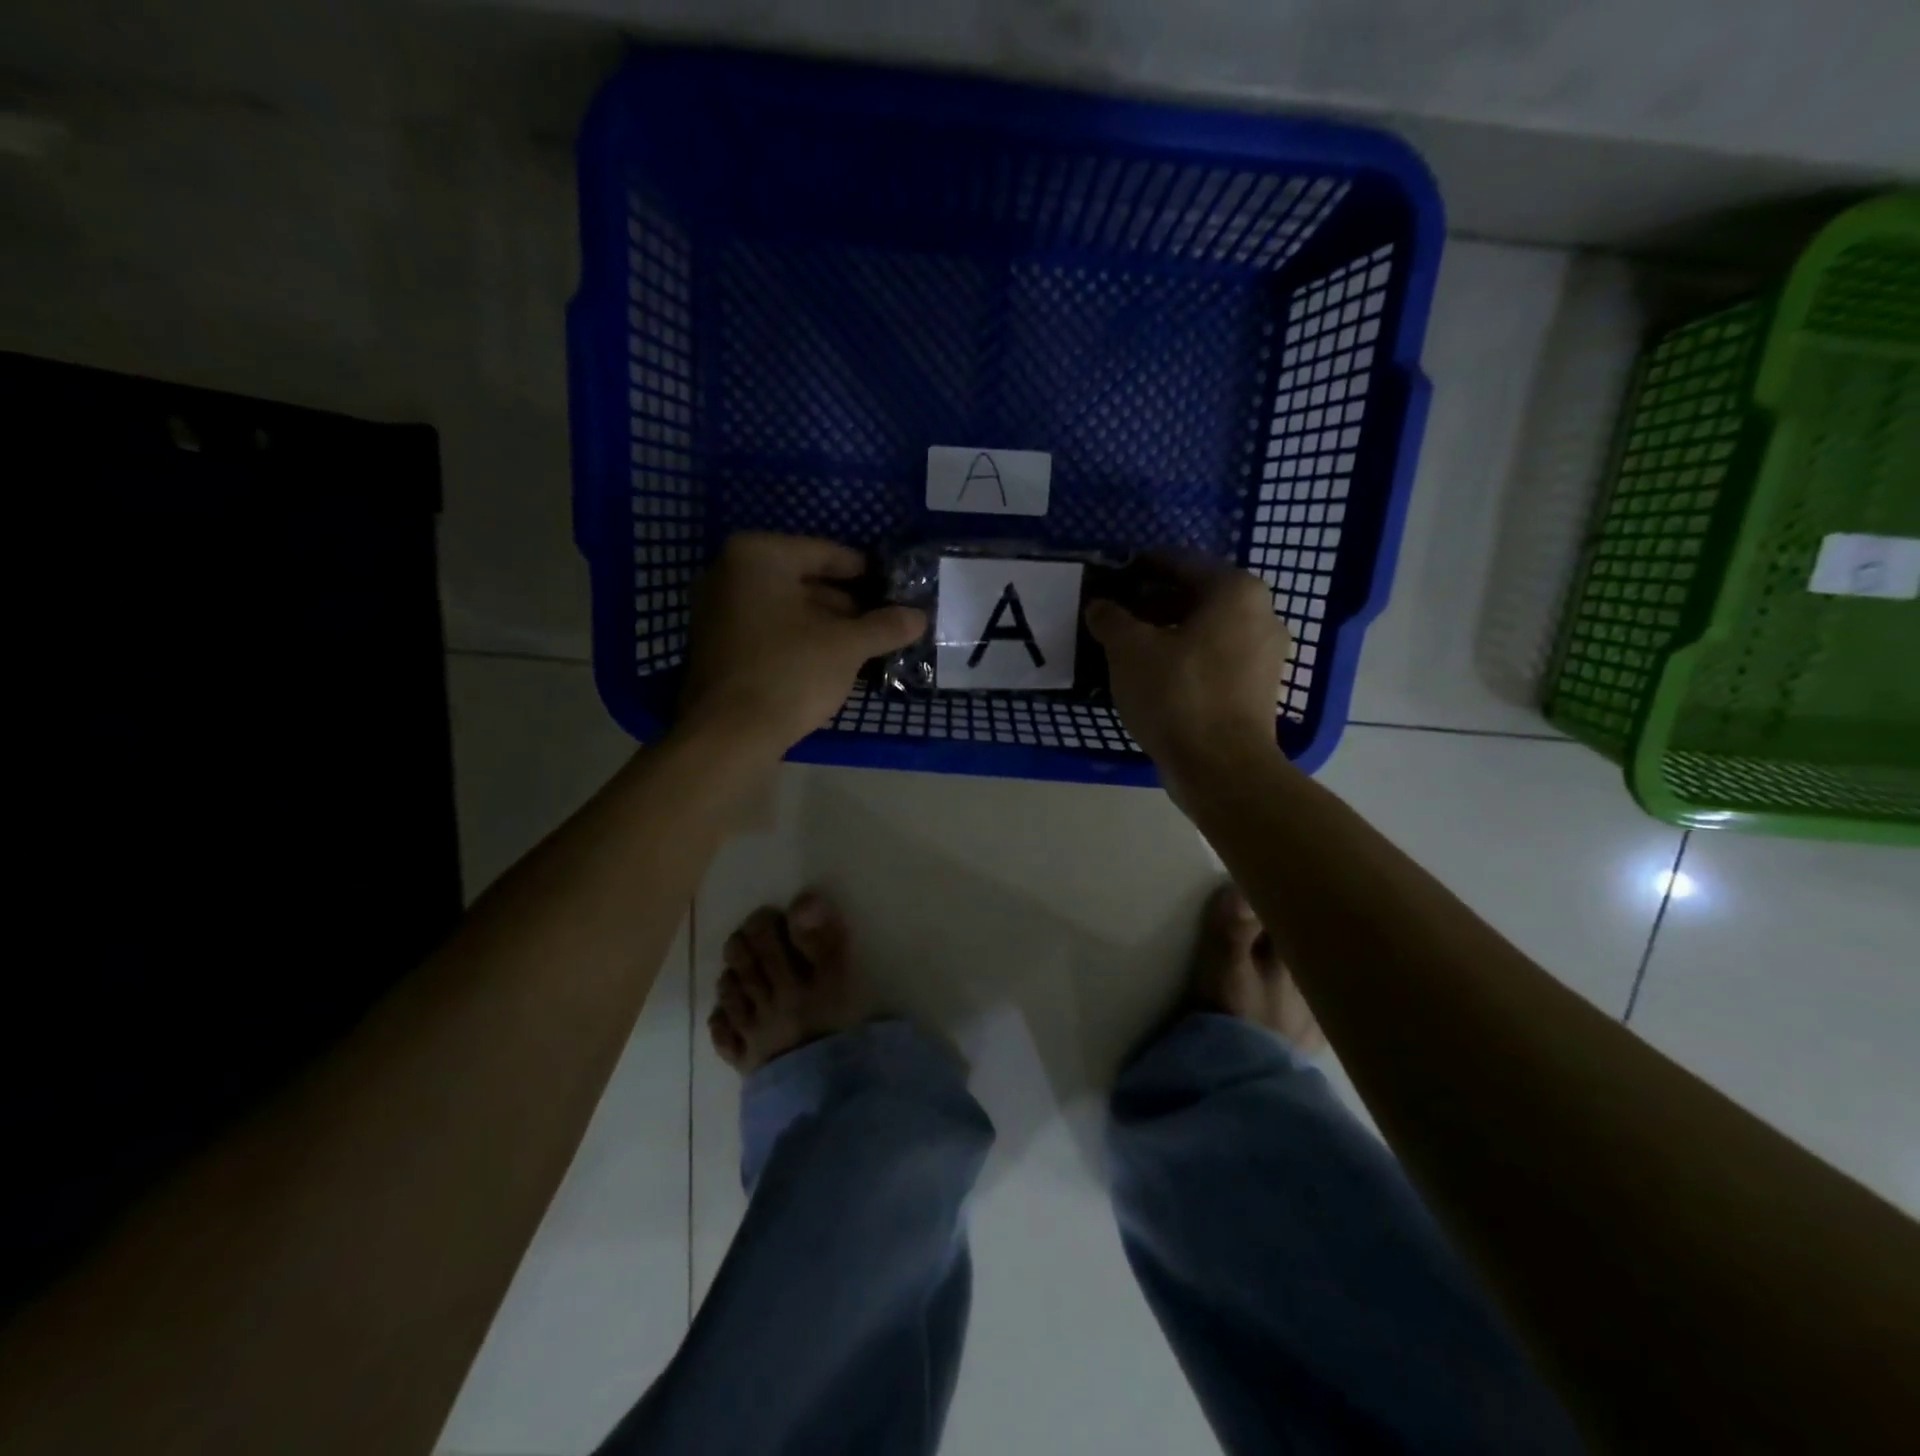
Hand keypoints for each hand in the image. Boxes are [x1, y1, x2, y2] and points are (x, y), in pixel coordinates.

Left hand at [677, 533, 925, 757]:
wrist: (729, 734)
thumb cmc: (791, 672)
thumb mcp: (847, 647)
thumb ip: (884, 626)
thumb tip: (919, 617)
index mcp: (759, 555)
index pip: (827, 553)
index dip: (867, 573)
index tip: (895, 589)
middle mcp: (729, 572)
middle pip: (804, 580)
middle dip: (846, 603)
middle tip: (884, 621)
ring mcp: (716, 609)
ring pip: (786, 608)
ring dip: (826, 624)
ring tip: (866, 644)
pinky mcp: (715, 644)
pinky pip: (768, 629)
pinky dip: (799, 639)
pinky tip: (832, 660)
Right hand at [1084, 555, 1289, 787]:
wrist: (1221, 768)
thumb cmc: (1177, 694)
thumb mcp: (1129, 650)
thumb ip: (1111, 619)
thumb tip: (1099, 606)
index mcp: (1235, 591)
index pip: (1181, 562)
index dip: (1142, 566)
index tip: (1113, 574)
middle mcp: (1260, 614)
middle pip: (1196, 596)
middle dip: (1153, 602)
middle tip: (1115, 614)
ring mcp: (1264, 655)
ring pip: (1205, 630)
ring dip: (1166, 633)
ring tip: (1127, 646)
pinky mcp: (1257, 689)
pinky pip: (1214, 658)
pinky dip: (1183, 658)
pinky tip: (1152, 674)